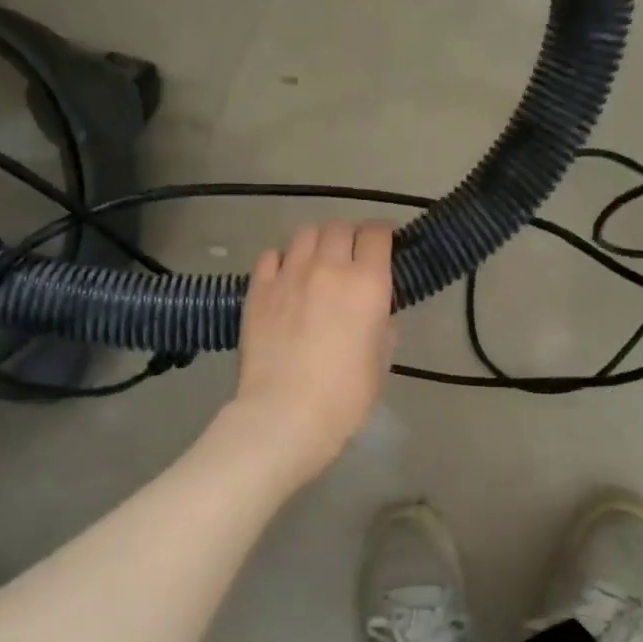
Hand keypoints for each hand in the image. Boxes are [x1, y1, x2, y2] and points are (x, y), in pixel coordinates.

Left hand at [223, 220, 395, 486]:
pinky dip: (282, 259)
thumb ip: (382, 326)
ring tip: (316, 262)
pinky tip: (285, 277)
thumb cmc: (345, 397)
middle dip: (349, 236)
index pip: (377, 233)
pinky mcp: (257, 289)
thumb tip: (375, 312)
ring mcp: (288, 275)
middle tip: (350, 256)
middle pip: (339, 227)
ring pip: (304, 234)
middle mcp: (328, 268)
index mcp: (367, 284)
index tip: (384, 243)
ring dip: (316, 243)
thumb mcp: (380, 362)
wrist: (285, 414)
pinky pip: (270, 255)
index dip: (383, 233)